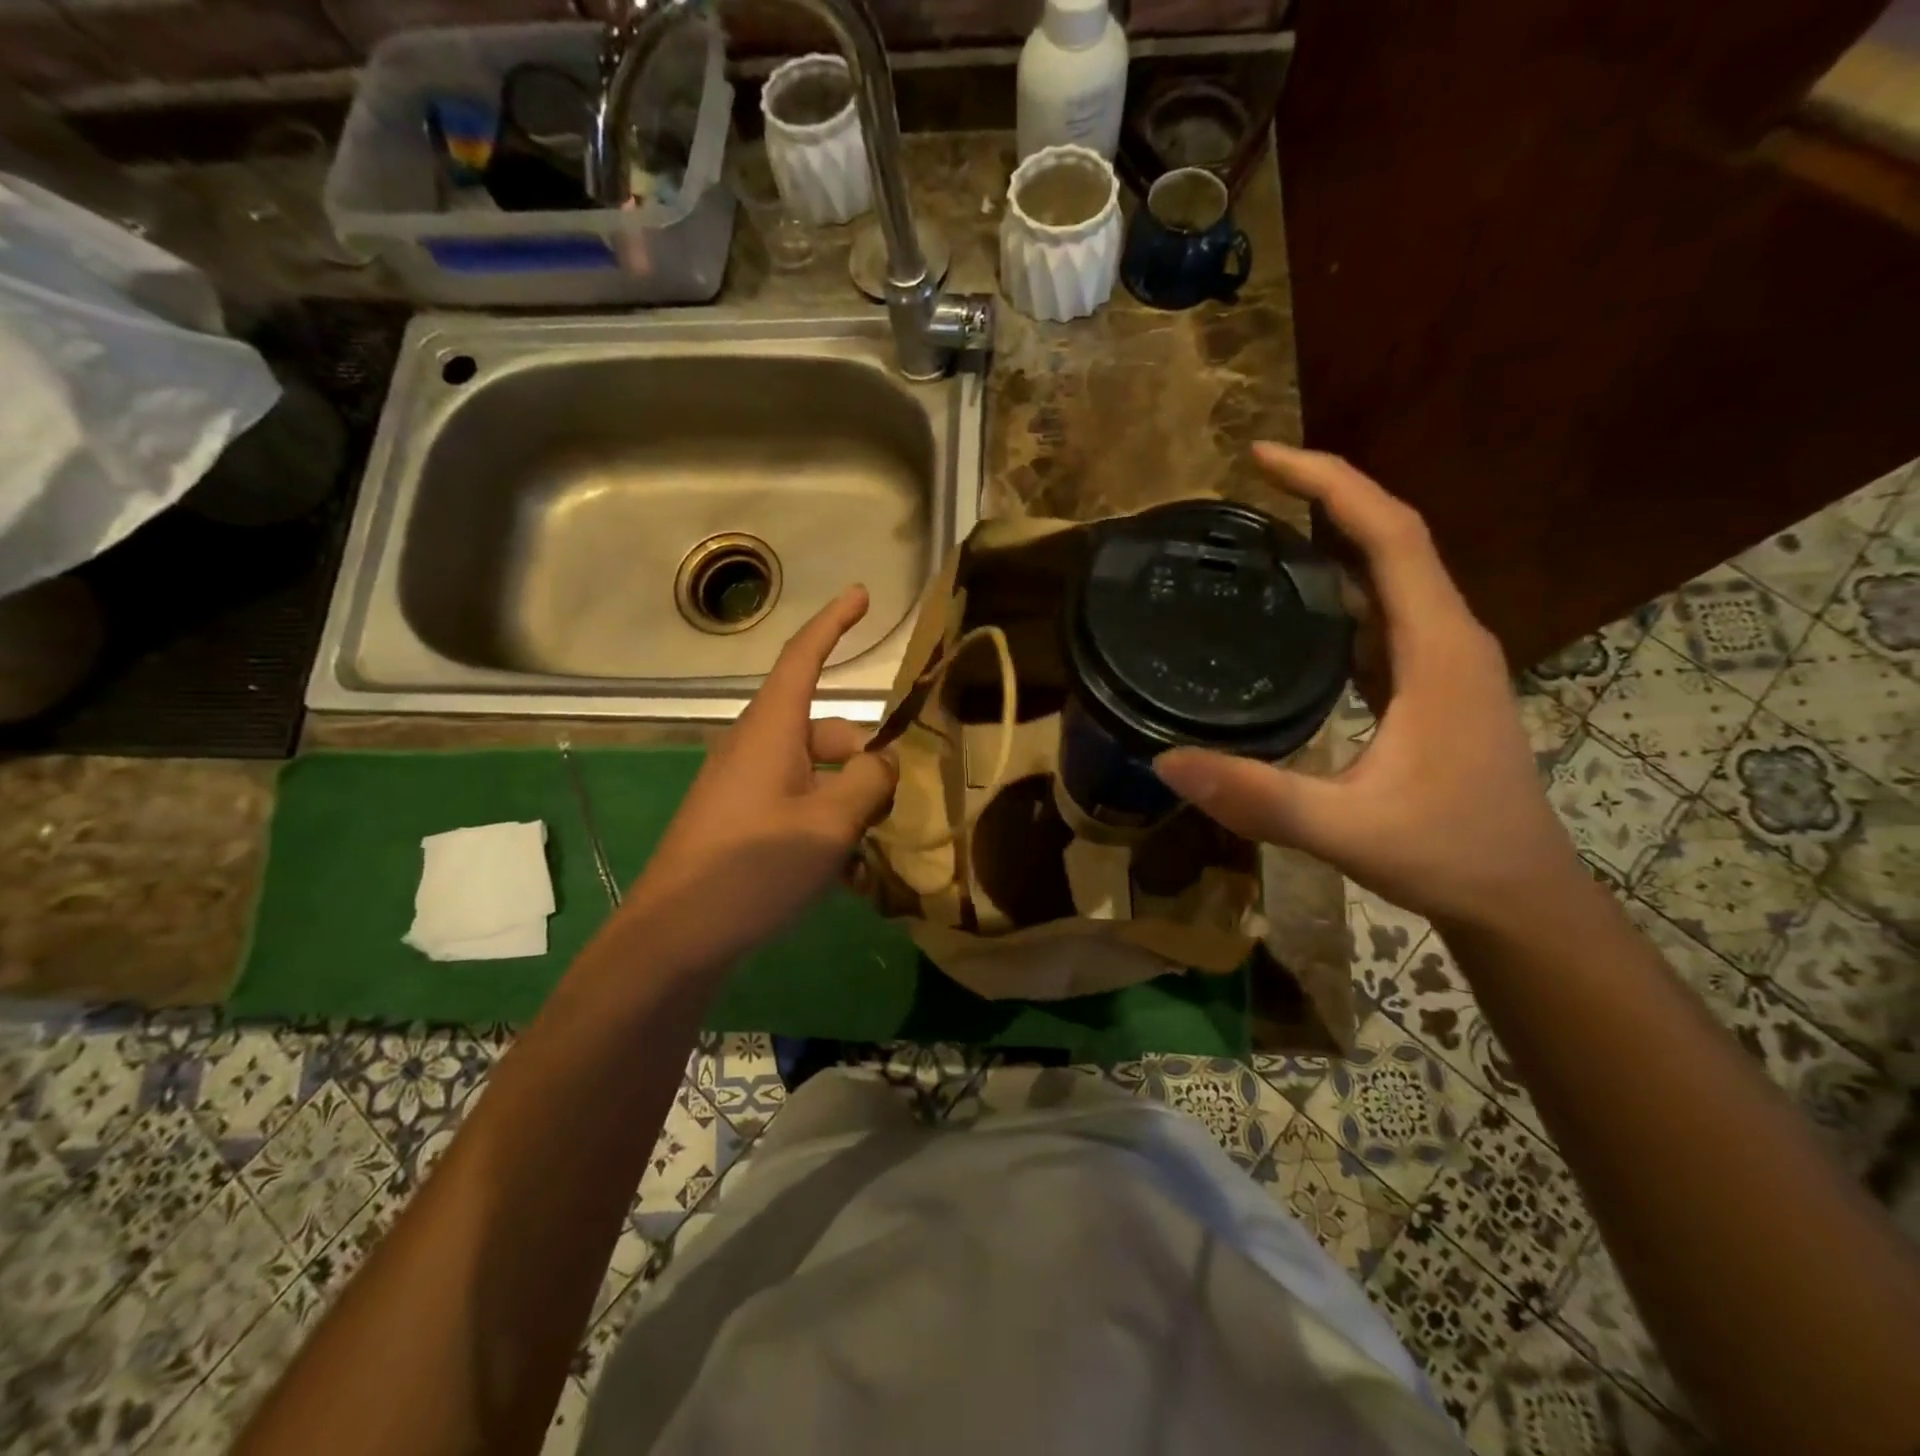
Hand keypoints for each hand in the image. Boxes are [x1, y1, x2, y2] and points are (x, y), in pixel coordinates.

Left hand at [622, 586, 897, 963]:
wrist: (674, 936)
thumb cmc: (752, 868)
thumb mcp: (828, 825)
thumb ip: (868, 783)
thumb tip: (884, 762)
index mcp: (771, 730)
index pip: (804, 658)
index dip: (834, 622)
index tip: (862, 594)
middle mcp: (754, 747)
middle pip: (824, 730)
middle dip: (865, 757)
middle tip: (894, 804)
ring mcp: (743, 786)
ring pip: (814, 771)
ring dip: (848, 797)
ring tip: (872, 846)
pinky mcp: (738, 820)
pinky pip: (794, 802)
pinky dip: (824, 820)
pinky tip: (842, 869)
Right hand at [1153, 443, 1582, 930]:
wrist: (1520, 900)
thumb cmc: (1449, 854)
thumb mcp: (1348, 828)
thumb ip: (1260, 797)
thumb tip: (1166, 760)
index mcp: (1439, 649)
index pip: (1392, 535)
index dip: (1332, 484)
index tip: (1263, 460)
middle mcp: (1448, 639)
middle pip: (1392, 540)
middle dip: (1324, 500)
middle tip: (1245, 492)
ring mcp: (1444, 664)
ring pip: (1389, 579)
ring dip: (1332, 545)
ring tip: (1258, 539)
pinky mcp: (1431, 689)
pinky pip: (1383, 619)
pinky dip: (1340, 596)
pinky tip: (1293, 615)